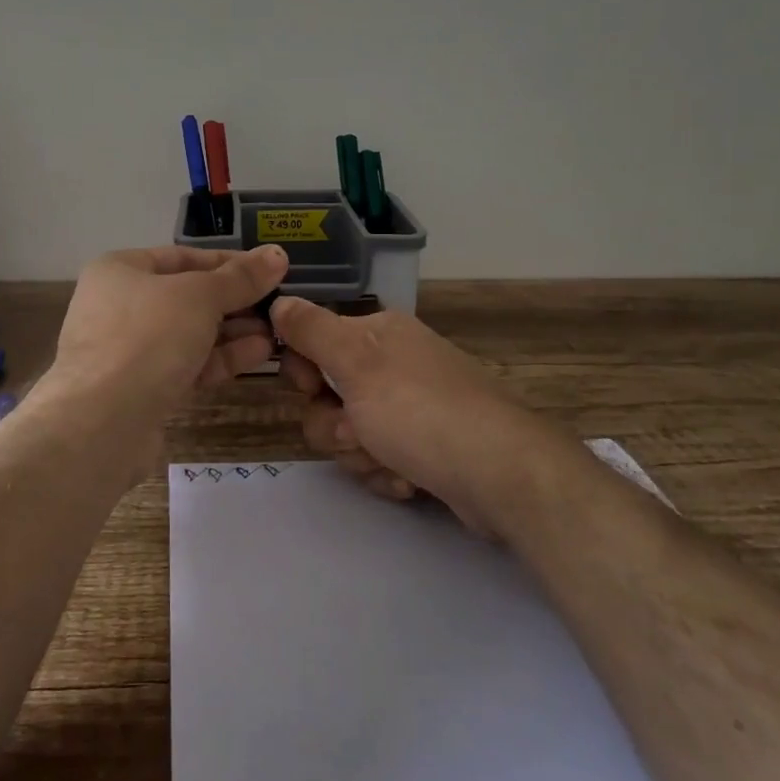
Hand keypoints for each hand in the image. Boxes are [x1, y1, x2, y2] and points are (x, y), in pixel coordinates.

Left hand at [41, 244, 289, 463]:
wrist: (101, 422)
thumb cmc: (147, 337)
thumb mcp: (200, 297)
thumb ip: (240, 278)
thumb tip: (276, 254)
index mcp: (120, 270)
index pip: (183, 257)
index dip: (228, 262)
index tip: (269, 269)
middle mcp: (119, 305)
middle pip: (187, 297)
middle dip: (235, 302)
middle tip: (279, 304)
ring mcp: (129, 349)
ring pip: (189, 333)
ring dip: (233, 332)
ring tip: (277, 332)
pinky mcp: (141, 388)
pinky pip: (186, 364)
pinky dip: (220, 358)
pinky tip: (259, 354)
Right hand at [272, 298, 575, 537]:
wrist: (500, 474)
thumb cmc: (419, 410)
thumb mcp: (355, 360)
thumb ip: (310, 330)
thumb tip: (278, 301)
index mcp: (377, 333)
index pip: (313, 341)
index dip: (303, 372)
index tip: (311, 389)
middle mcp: (394, 364)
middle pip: (328, 396)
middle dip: (334, 425)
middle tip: (357, 434)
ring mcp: (412, 407)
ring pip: (350, 434)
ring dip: (361, 455)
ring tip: (392, 462)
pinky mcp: (426, 447)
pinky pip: (380, 458)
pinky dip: (387, 472)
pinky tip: (409, 480)